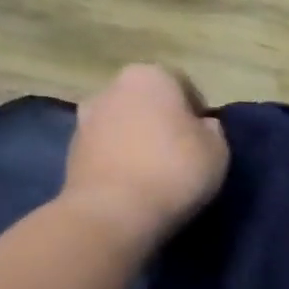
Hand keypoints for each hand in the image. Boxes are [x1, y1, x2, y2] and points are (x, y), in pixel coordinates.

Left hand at [60, 65, 228, 251]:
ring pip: (124, 123)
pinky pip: (107, 149)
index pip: (182, 84)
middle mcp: (112, 88)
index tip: (205, 137)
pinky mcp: (71, 151)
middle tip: (181, 151)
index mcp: (150, 76)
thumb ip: (212, 130)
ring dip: (139, 139)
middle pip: (147, 101)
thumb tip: (201, 126)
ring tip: (156, 171)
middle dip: (163, 120)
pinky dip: (120, 159)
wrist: (112, 212)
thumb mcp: (218, 150)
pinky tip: (135, 183)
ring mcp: (85, 119)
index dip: (197, 110)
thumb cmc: (174, 170)